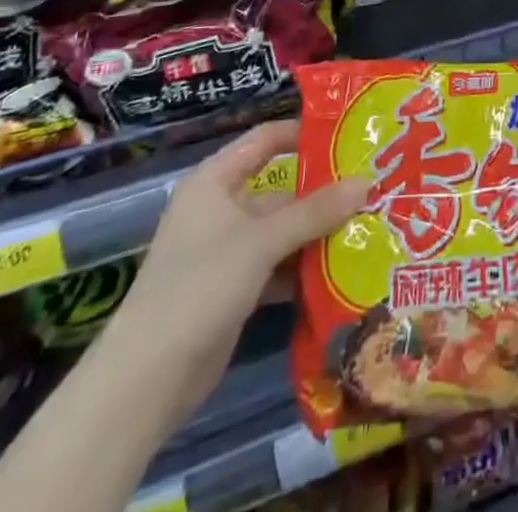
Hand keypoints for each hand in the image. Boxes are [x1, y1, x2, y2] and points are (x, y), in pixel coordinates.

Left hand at [102, 120, 369, 426]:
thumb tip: (366, 182)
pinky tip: (340, 270)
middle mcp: (220, 209)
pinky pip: (277, 265)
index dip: (304, 134)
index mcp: (215, 181)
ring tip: (368, 228)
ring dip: (317, 233)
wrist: (145, 382)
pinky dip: (303, 268)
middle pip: (280, 189)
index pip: (265, 140)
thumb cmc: (200, 286)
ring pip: (282, 230)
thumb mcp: (262, 242)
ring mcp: (225, 251)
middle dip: (323, 193)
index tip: (348, 136)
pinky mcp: (232, 289)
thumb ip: (316, 212)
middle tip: (372, 190)